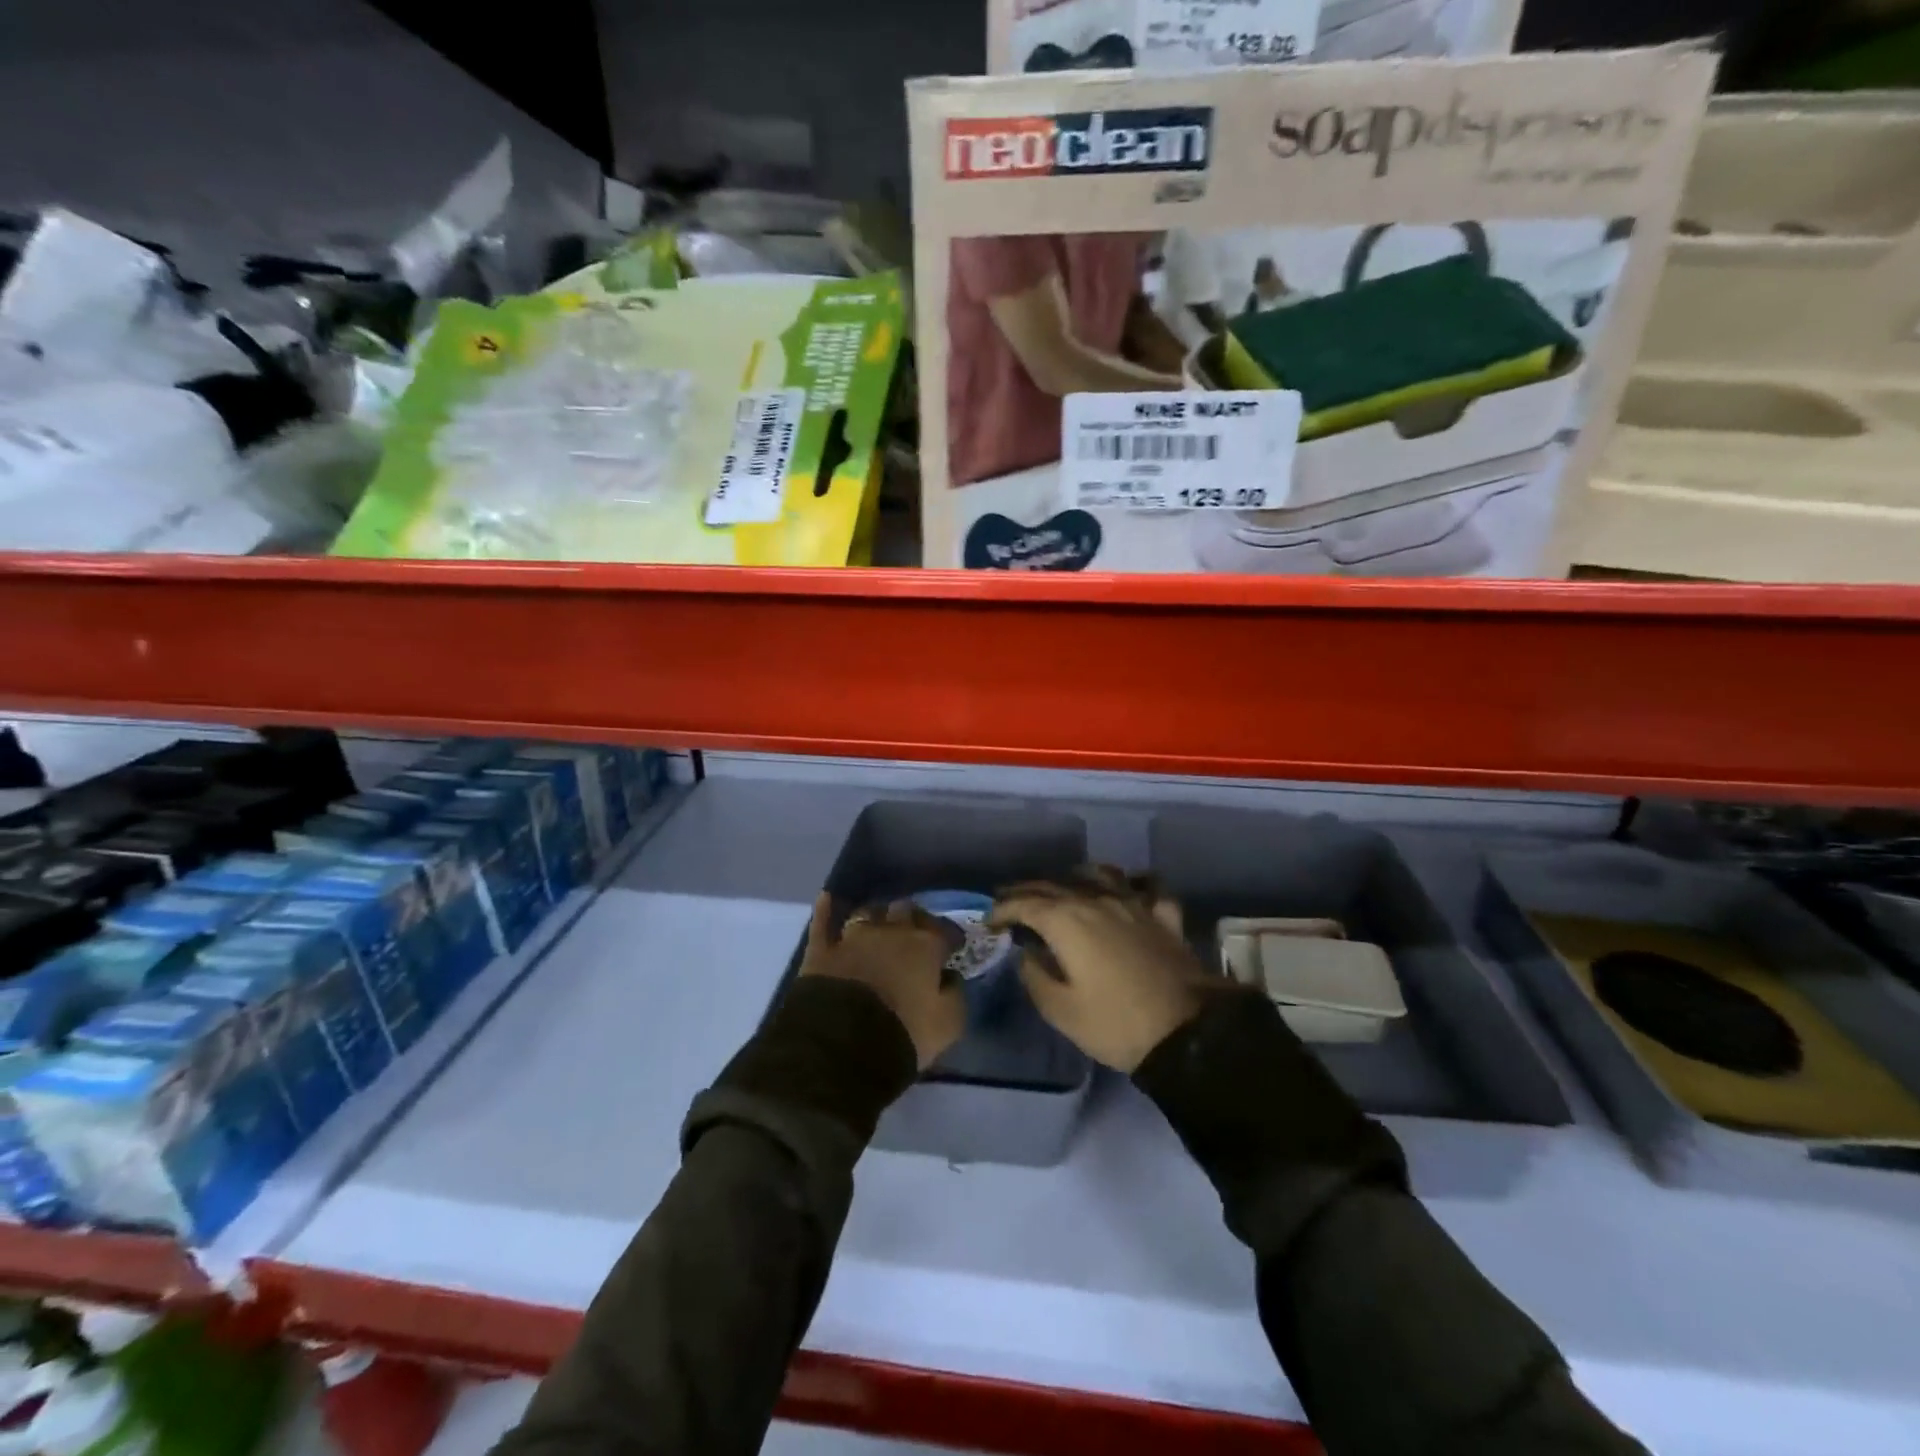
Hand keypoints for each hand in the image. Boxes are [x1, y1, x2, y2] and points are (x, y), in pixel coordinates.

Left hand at [799, 895, 965, 1069]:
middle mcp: (892, 931)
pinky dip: (826, 910)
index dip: (950, 938)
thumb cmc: (904, 1031)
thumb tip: (951, 978)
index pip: (944, 932)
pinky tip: (827, 898)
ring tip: (879, 921)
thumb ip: (955, 995)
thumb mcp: (948, 1024)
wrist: (844, 1042)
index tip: (952, 948)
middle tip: (915, 932)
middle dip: (912, 918)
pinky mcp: (823, 949)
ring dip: (877, 915)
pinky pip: (823, 922)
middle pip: (906, 912)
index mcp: (925, 946)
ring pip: (868, 912)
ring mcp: (854, 936)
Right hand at [989, 866, 1211, 1072]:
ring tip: (1066, 885)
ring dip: (1076, 877)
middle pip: (1055, 885)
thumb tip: (1025, 952)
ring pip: (1101, 874)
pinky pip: (1148, 888)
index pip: (1025, 904)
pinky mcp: (1164, 917)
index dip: (1003, 909)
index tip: (989, 921)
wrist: (1187, 1032)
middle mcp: (1097, 901)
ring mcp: (1134, 904)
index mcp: (1067, 921)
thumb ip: (1035, 975)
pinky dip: (1135, 884)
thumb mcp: (1061, 1010)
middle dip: (1028, 891)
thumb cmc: (1115, 1024)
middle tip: (1010, 900)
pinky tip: (1131, 890)